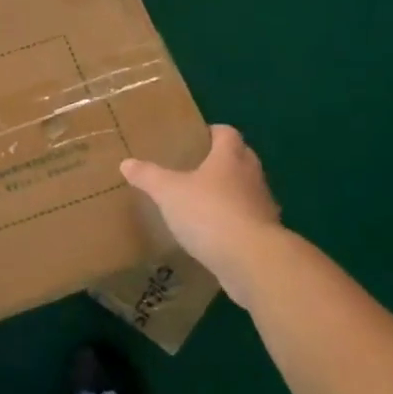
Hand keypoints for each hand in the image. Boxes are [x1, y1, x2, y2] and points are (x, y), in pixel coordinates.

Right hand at [121, 125, 287, 307]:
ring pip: (246, 190)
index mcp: (230, 157)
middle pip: (241, 158)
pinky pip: (248, 220)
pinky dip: (234, 222)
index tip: (197, 138)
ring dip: (230, 193)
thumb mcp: (169, 192)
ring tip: (203, 201)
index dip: (213, 132)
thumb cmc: (209, 213)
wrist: (252, 261)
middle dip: (222, 161)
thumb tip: (126, 163)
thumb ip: (148, 176)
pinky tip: (214, 234)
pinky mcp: (266, 235)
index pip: (227, 133)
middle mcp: (251, 176)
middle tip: (196, 168)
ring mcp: (263, 206)